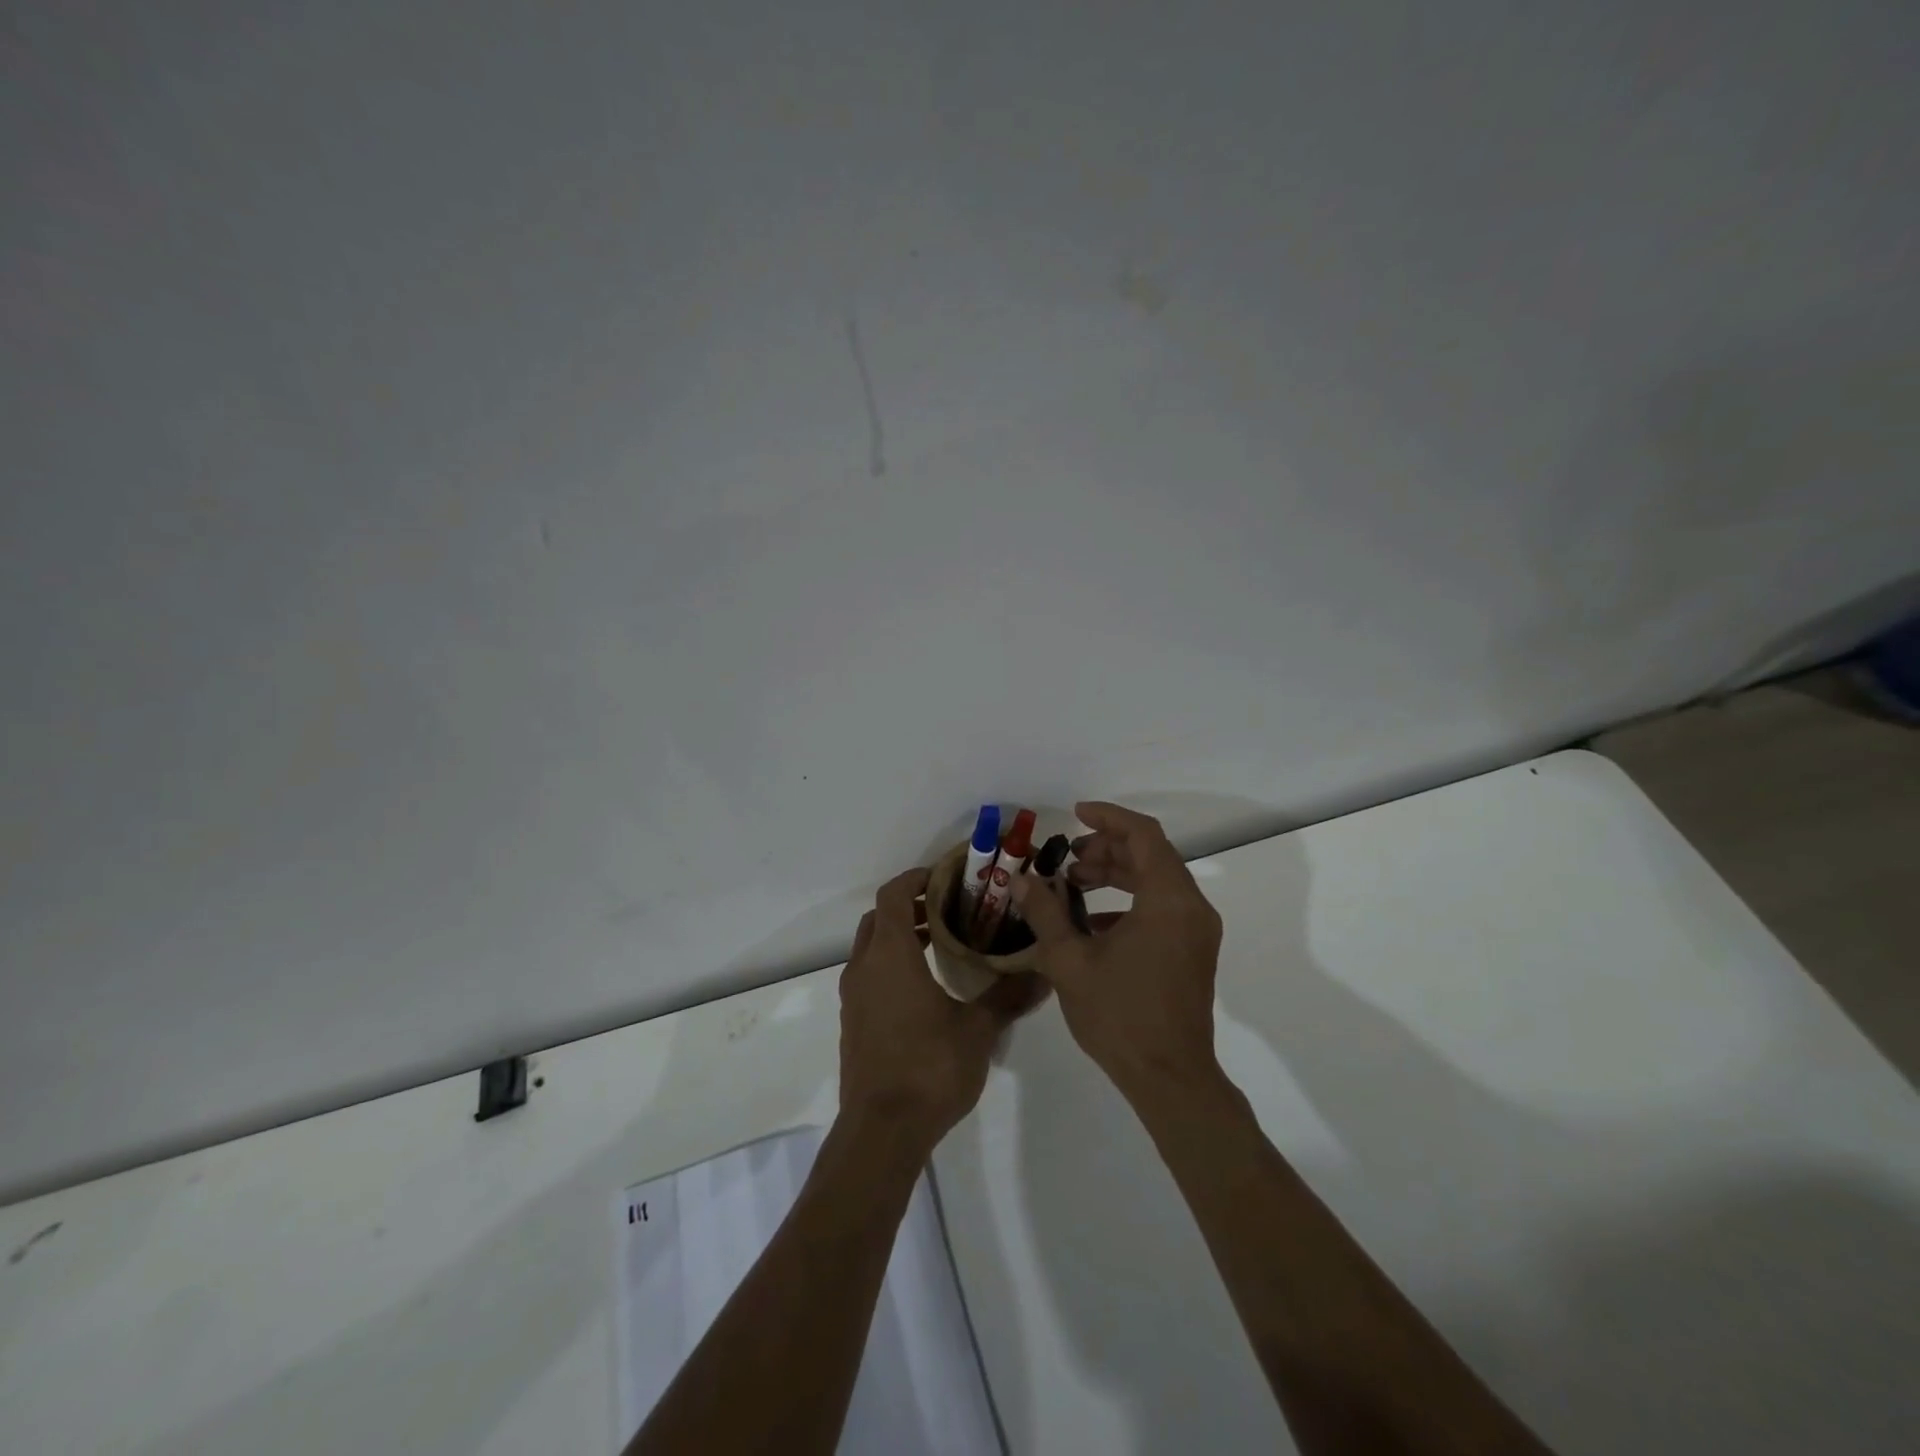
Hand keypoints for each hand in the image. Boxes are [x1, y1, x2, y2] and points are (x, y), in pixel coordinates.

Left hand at [838, 868, 1048, 1153]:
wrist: (881, 1131)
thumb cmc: (929, 1067)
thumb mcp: (978, 1030)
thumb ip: (1008, 996)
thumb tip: (1044, 975)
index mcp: (890, 955)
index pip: (894, 894)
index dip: (917, 878)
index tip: (947, 878)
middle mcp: (864, 967)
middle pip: (879, 917)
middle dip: (910, 906)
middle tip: (949, 910)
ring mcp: (854, 996)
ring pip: (871, 947)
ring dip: (899, 936)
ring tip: (941, 944)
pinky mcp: (854, 1022)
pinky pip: (869, 975)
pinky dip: (891, 964)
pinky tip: (924, 988)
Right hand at [1011, 801, 1223, 1096]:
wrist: (1169, 1078)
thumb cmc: (1119, 1016)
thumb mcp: (1070, 961)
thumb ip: (1045, 913)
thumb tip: (1020, 881)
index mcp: (1168, 900)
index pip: (1143, 835)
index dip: (1108, 817)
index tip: (1074, 815)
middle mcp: (1192, 907)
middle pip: (1151, 855)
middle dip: (1106, 848)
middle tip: (1067, 858)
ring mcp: (1197, 931)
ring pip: (1157, 880)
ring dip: (1117, 873)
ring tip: (1074, 883)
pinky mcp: (1193, 951)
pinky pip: (1163, 907)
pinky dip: (1129, 900)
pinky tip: (1092, 922)